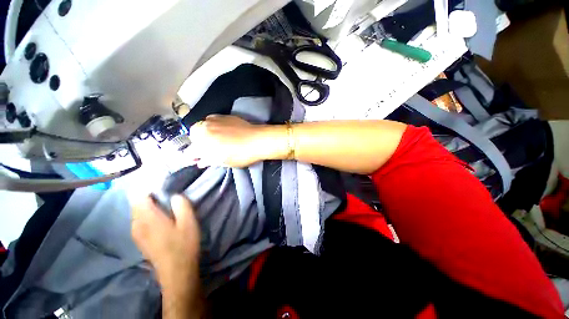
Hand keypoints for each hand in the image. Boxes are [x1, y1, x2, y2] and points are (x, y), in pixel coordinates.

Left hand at [131, 195, 199, 296]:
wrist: (176, 271)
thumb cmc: (183, 245)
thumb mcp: (189, 222)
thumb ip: (181, 205)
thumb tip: (174, 196)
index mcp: (148, 218)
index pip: (139, 196)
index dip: (150, 189)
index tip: (164, 189)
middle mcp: (136, 224)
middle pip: (136, 204)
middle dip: (150, 198)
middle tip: (168, 199)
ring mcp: (136, 233)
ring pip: (137, 213)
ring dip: (148, 207)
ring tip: (165, 209)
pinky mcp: (138, 240)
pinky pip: (138, 221)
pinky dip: (147, 216)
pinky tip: (160, 221)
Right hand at [188, 115, 286, 167]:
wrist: (257, 140)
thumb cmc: (241, 155)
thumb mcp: (224, 162)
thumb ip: (208, 161)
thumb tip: (200, 161)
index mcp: (203, 144)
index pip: (190, 151)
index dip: (193, 156)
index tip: (198, 159)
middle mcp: (204, 129)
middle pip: (193, 136)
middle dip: (197, 143)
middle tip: (208, 149)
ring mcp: (213, 120)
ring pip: (201, 126)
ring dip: (204, 133)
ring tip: (215, 139)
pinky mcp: (222, 115)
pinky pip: (211, 119)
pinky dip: (212, 125)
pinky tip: (221, 130)